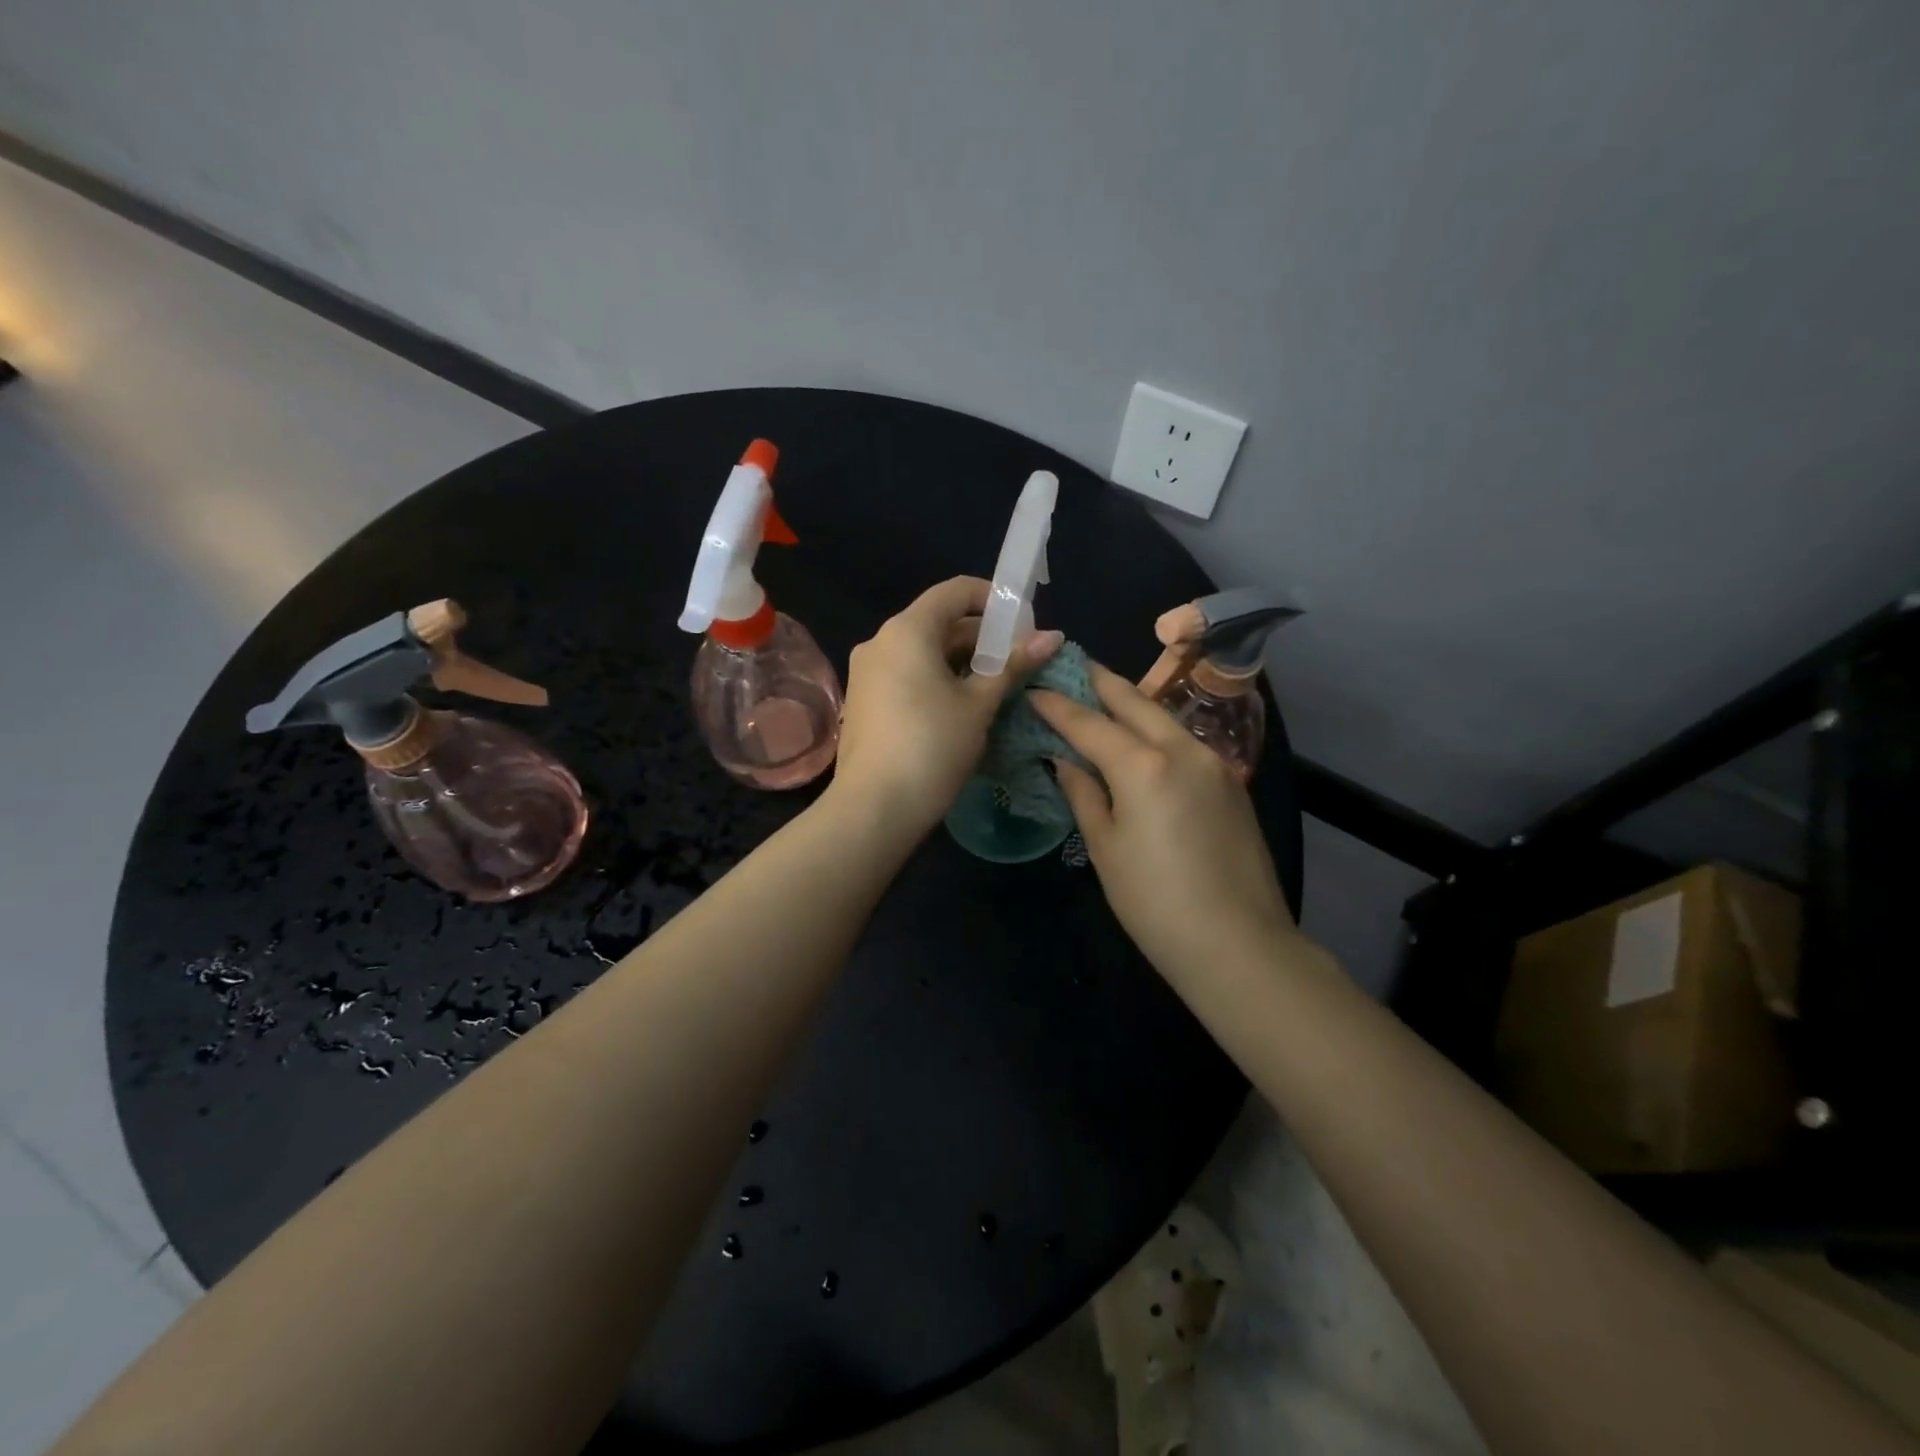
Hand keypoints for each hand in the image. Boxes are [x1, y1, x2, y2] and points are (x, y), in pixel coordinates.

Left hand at [831, 576, 1062, 839]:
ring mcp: (866, 672)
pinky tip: (961, 708)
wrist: (874, 808)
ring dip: (962, 662)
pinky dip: (937, 680)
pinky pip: (906, 674)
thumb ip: (1013, 665)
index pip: (955, 591)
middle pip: (939, 622)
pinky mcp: (863, 701)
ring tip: (996, 688)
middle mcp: (880, 641)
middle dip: (982, 638)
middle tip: (1018, 663)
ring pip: (923, 651)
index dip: (994, 599)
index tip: (1023, 625)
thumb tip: (1053, 637)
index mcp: (907, 630)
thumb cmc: (933, 746)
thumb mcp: (979, 704)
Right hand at [1031, 661, 1297, 978]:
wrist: (1239, 943)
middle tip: (1070, 667)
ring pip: (1163, 717)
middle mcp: (1182, 749)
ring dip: (1130, 704)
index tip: (1033, 688)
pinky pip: (1183, 742)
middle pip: (1133, 700)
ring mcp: (1214, 762)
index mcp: (1143, 765)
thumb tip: (1065, 761)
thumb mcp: (1106, 849)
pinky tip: (1140, 742)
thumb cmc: (1155, 902)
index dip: (1056, 705)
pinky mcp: (1231, 782)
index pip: (1089, 723)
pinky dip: (1155, 731)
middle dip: (1099, 682)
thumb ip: (1084, 794)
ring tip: (1101, 699)